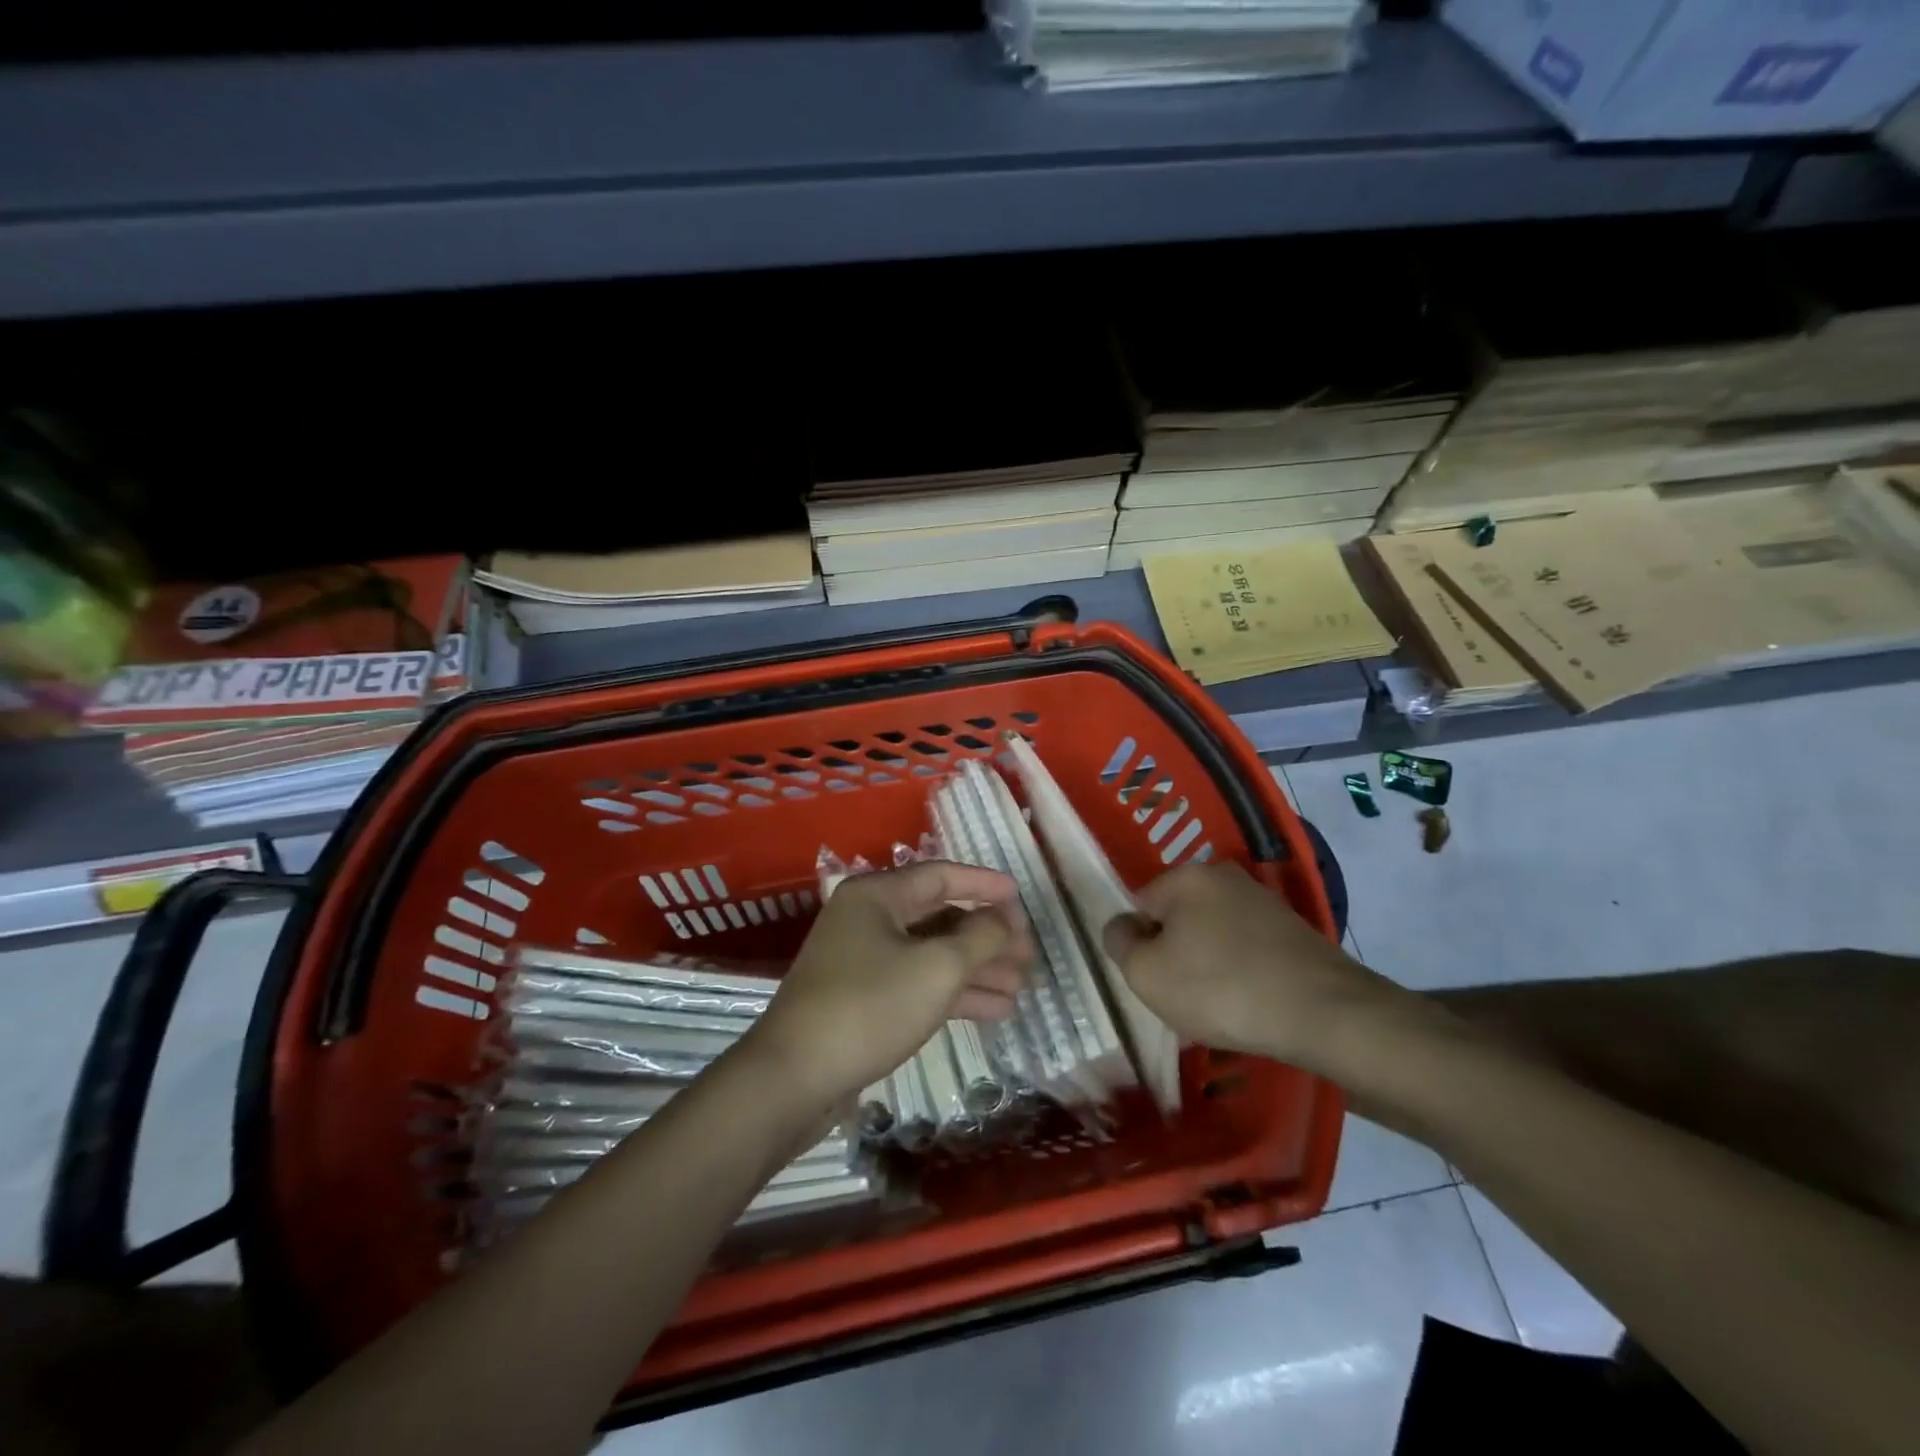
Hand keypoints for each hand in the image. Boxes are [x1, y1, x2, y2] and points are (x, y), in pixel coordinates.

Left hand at [748, 861, 1031, 1107]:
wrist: (794, 1080)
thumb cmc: (869, 1008)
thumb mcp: (936, 968)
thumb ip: (980, 938)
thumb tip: (1005, 921)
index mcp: (877, 895)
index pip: (942, 875)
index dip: (985, 885)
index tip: (1022, 899)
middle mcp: (868, 919)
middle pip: (940, 916)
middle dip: (986, 936)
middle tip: (1028, 955)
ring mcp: (863, 960)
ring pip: (932, 953)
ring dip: (976, 968)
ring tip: (1021, 986)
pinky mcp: (863, 998)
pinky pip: (918, 982)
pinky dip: (954, 992)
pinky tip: (995, 1010)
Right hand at [1102, 862, 1439, 1081]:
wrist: (1324, 1013)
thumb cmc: (1220, 989)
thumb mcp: (1146, 974)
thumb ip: (1119, 943)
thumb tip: (1122, 927)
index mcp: (1185, 876)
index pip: (1139, 905)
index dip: (1140, 946)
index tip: (1156, 980)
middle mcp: (1223, 875)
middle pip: (1178, 916)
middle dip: (1175, 951)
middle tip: (1185, 994)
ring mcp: (1263, 899)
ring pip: (1213, 931)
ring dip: (1209, 960)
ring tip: (1221, 1002)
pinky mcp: (1293, 927)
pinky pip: (1246, 945)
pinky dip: (1241, 968)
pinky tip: (1251, 999)